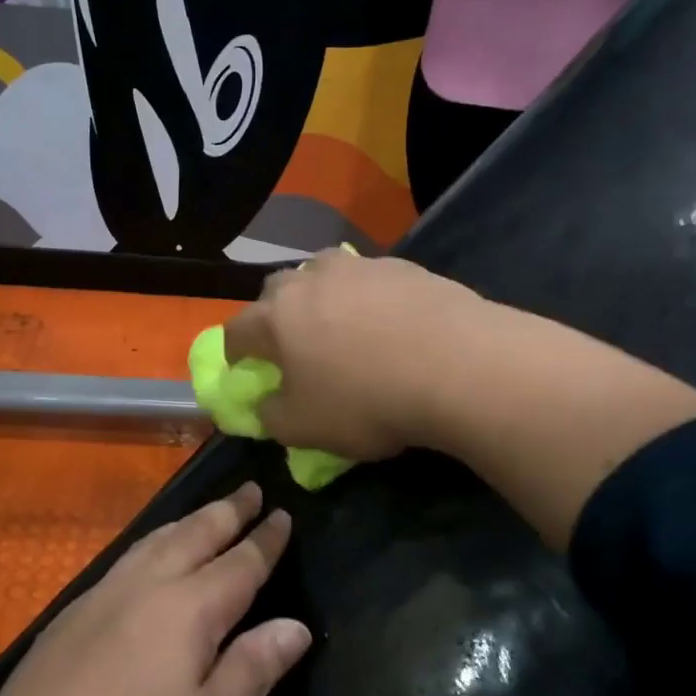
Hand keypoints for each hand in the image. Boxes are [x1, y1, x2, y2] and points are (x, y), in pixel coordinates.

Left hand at [0, 484, 307, 695]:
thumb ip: (252, 669)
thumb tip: (295, 625)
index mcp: (188, 609)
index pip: (240, 563)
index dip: (265, 540)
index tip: (284, 513)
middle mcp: (146, 586)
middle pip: (195, 535)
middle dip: (227, 511)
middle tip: (250, 489)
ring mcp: (102, 595)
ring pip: (155, 540)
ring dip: (188, 521)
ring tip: (206, 513)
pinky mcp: (71, 614)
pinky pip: (127, 557)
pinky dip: (153, 542)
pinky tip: (148, 557)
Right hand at [222, 250, 482, 460]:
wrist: (459, 366)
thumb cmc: (367, 401)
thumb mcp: (305, 429)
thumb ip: (271, 417)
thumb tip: (265, 404)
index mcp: (276, 318)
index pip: (236, 330)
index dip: (236, 353)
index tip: (246, 370)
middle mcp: (310, 280)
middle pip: (276, 290)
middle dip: (276, 315)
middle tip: (293, 345)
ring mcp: (359, 267)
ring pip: (323, 275)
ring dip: (321, 297)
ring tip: (343, 326)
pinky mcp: (403, 266)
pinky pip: (370, 280)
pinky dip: (369, 298)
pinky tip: (391, 325)